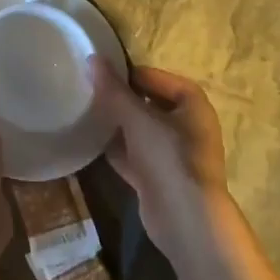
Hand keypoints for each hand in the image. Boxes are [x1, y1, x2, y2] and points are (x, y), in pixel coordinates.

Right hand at [90, 57, 232, 255]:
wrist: (185, 220)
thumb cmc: (168, 157)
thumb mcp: (138, 118)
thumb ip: (113, 89)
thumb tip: (92, 58)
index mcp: (192, 106)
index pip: (159, 78)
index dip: (132, 74)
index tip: (103, 74)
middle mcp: (187, 127)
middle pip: (149, 104)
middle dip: (121, 99)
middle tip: (90, 92)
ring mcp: (173, 155)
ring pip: (140, 131)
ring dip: (117, 124)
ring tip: (87, 113)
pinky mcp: (159, 178)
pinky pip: (134, 155)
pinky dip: (116, 149)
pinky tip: (91, 142)